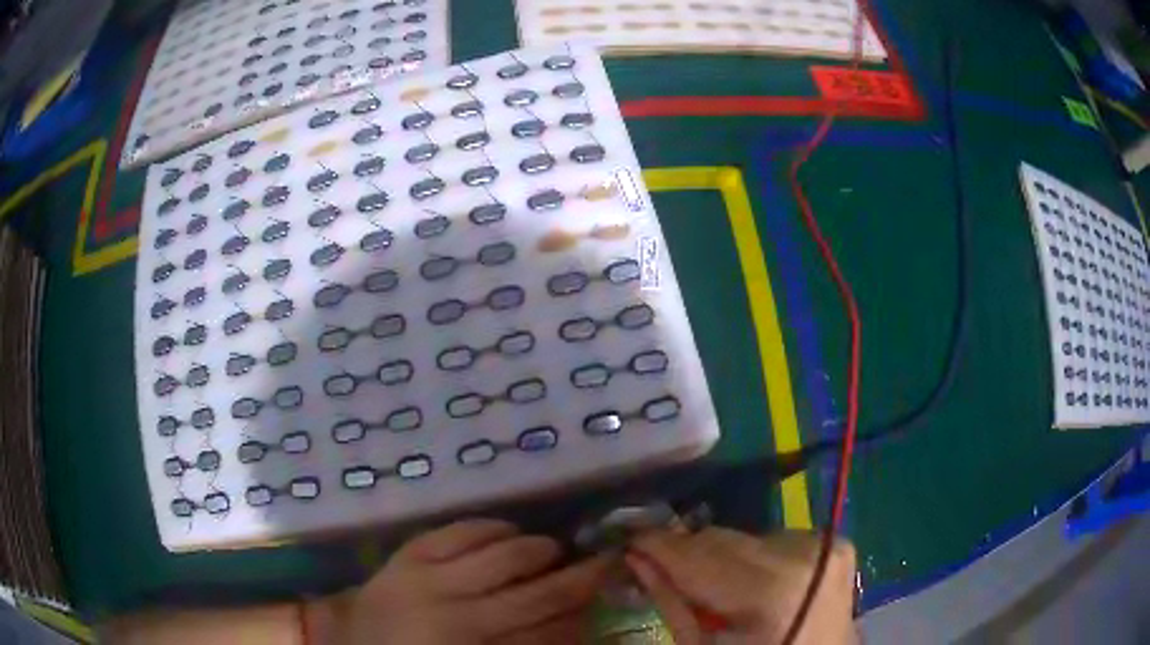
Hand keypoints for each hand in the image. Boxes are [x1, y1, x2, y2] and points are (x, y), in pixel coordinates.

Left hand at [346, 519, 612, 644]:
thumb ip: (520, 642)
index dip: (584, 615)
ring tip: (552, 548)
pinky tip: (506, 529)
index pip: (550, 633)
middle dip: (579, 578)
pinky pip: (456, 532)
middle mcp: (459, 617)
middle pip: (537, 596)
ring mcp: (428, 581)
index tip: (606, 595)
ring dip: (537, 550)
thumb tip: (570, 625)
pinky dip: (488, 527)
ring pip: (502, 557)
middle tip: (605, 562)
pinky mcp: (405, 557)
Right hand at [626, 528, 856, 644]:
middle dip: (687, 553)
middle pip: (722, 540)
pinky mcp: (834, 544)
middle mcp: (802, 556)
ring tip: (712, 587)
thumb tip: (638, 557)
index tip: (627, 541)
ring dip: (721, 557)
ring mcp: (825, 546)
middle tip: (659, 565)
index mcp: (771, 591)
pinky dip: (753, 558)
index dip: (657, 546)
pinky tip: (749, 584)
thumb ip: (673, 603)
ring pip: (746, 536)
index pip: (698, 555)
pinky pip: (773, 540)